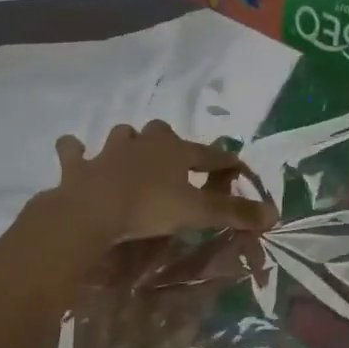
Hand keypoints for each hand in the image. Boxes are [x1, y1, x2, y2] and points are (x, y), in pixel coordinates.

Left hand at [52, 121, 276, 244]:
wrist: (92, 210)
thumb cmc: (150, 207)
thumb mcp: (198, 213)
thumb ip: (234, 212)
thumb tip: (274, 214)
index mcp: (176, 151)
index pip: (209, 154)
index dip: (225, 162)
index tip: (238, 168)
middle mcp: (145, 143)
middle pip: (163, 133)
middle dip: (170, 142)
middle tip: (174, 161)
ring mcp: (109, 152)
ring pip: (123, 136)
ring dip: (128, 143)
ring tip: (130, 156)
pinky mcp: (80, 166)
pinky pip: (74, 152)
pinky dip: (75, 152)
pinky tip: (74, 152)